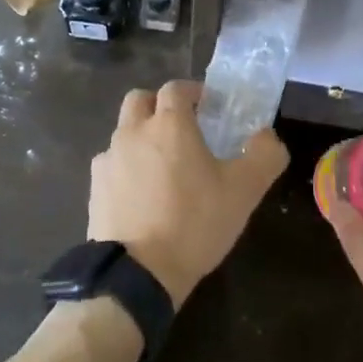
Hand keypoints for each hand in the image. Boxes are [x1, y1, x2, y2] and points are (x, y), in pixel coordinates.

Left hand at [88, 81, 288, 307]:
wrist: (138, 273)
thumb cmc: (194, 222)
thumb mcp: (244, 191)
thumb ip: (264, 155)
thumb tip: (267, 136)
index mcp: (168, 124)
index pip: (176, 88)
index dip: (193, 92)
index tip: (208, 108)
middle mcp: (132, 132)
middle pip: (140, 100)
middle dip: (159, 106)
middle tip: (181, 129)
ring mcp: (108, 159)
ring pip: (124, 132)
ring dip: (142, 138)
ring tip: (163, 168)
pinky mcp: (95, 188)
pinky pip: (111, 165)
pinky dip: (126, 169)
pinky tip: (141, 195)